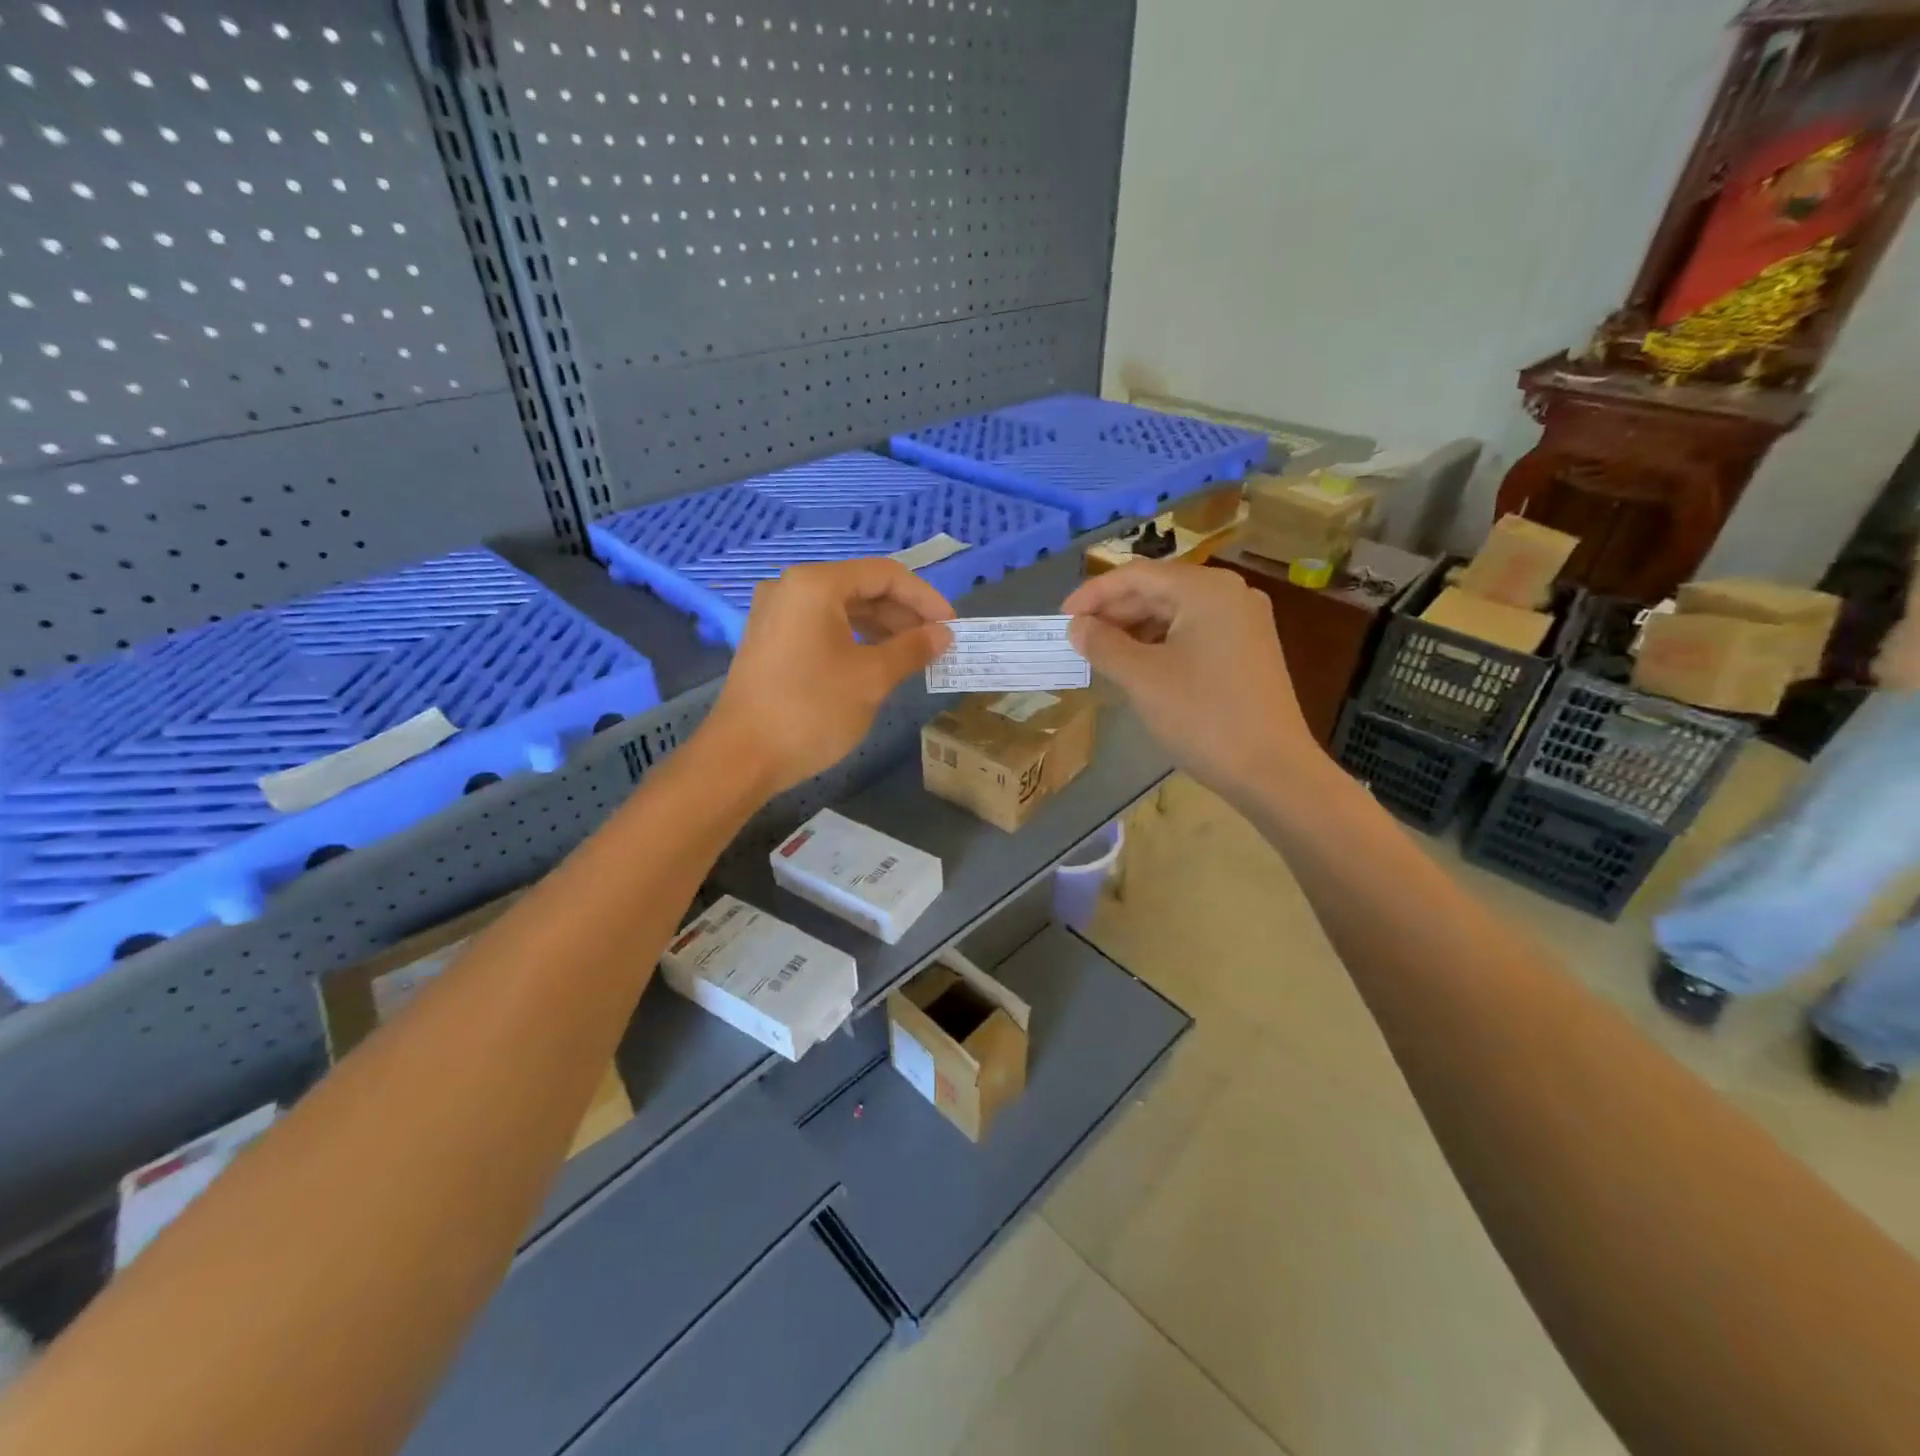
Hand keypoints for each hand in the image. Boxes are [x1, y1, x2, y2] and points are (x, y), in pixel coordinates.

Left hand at [705, 558, 953, 796]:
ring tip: (914, 655)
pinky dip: (855, 639)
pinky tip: (878, 662)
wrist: (741, 757)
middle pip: (862, 588)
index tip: (952, 626)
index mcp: (816, 584)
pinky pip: (823, 627)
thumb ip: (912, 649)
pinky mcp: (771, 641)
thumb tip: (943, 634)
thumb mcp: (872, 678)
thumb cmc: (811, 710)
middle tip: (936, 644)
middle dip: (904, 614)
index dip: (925, 598)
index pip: (885, 575)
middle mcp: (792, 588)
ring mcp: (776, 614)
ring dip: (882, 628)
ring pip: (842, 609)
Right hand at [1062, 561, 1317, 799]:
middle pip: (1158, 590)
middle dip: (1114, 612)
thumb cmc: (1202, 716)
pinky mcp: (1248, 649)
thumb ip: (1103, 645)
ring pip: (1175, 613)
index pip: (1137, 575)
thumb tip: (1077, 627)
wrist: (1271, 770)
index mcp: (1205, 590)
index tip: (1062, 618)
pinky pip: (1194, 633)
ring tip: (1101, 653)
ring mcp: (1244, 622)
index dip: (1093, 593)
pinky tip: (1138, 665)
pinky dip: (1160, 643)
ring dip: (1134, 629)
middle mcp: (1230, 594)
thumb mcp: (1142, 678)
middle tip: (1077, 638)